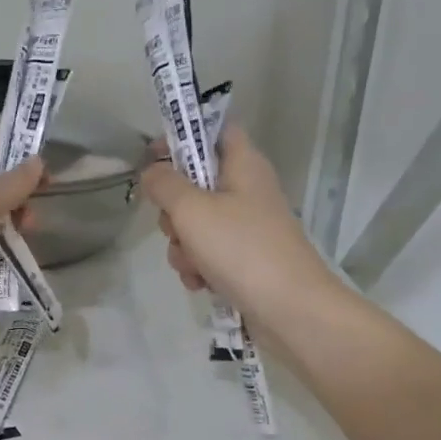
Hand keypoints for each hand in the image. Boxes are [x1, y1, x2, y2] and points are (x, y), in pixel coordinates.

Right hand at [140, 126, 333, 324]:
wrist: (289, 309)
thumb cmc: (241, 249)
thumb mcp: (192, 210)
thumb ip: (165, 185)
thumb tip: (151, 172)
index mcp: (243, 164)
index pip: (215, 130)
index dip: (183, 137)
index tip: (154, 158)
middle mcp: (247, 191)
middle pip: (196, 184)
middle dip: (174, 211)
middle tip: (175, 226)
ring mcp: (247, 228)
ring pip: (196, 225)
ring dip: (183, 247)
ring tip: (193, 265)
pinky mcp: (245, 260)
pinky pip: (208, 254)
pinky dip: (199, 268)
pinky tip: (201, 284)